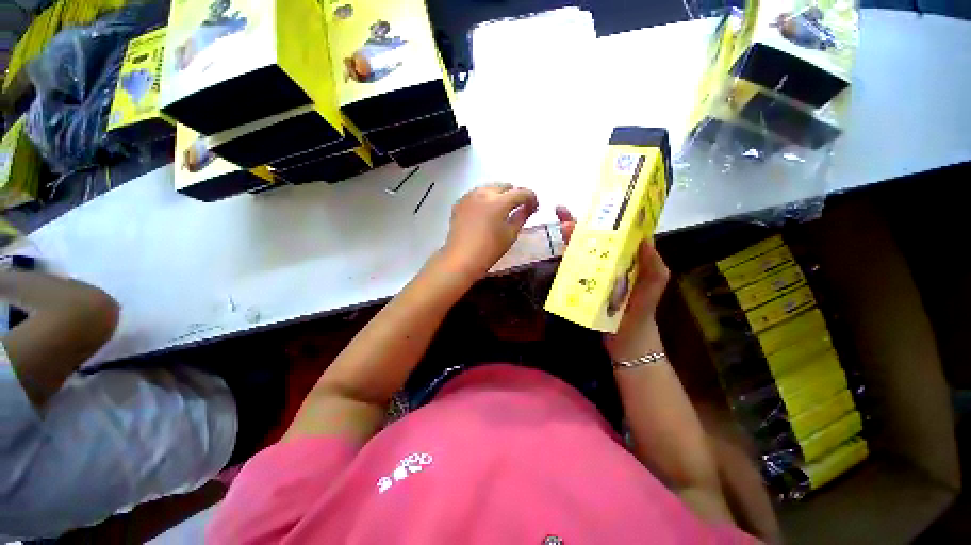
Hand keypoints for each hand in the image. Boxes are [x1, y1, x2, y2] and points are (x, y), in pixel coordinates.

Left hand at [442, 184, 538, 277]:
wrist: (461, 259)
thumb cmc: (489, 249)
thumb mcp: (510, 234)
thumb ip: (522, 216)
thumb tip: (530, 206)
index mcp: (499, 201)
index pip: (521, 192)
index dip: (531, 198)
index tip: (534, 207)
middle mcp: (483, 193)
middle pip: (504, 186)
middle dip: (514, 195)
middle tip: (518, 208)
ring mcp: (469, 196)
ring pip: (489, 188)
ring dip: (499, 195)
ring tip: (501, 210)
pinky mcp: (459, 203)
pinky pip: (476, 194)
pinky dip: (485, 199)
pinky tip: (486, 212)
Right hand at [555, 206, 669, 360]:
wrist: (626, 341)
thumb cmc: (642, 311)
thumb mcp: (655, 286)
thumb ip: (654, 265)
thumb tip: (644, 239)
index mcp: (627, 257)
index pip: (616, 232)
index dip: (607, 217)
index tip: (596, 204)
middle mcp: (609, 262)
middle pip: (593, 239)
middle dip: (579, 224)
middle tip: (562, 212)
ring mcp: (594, 274)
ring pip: (581, 251)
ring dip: (571, 239)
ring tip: (561, 226)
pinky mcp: (584, 286)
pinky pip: (574, 270)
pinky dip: (566, 259)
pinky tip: (559, 250)